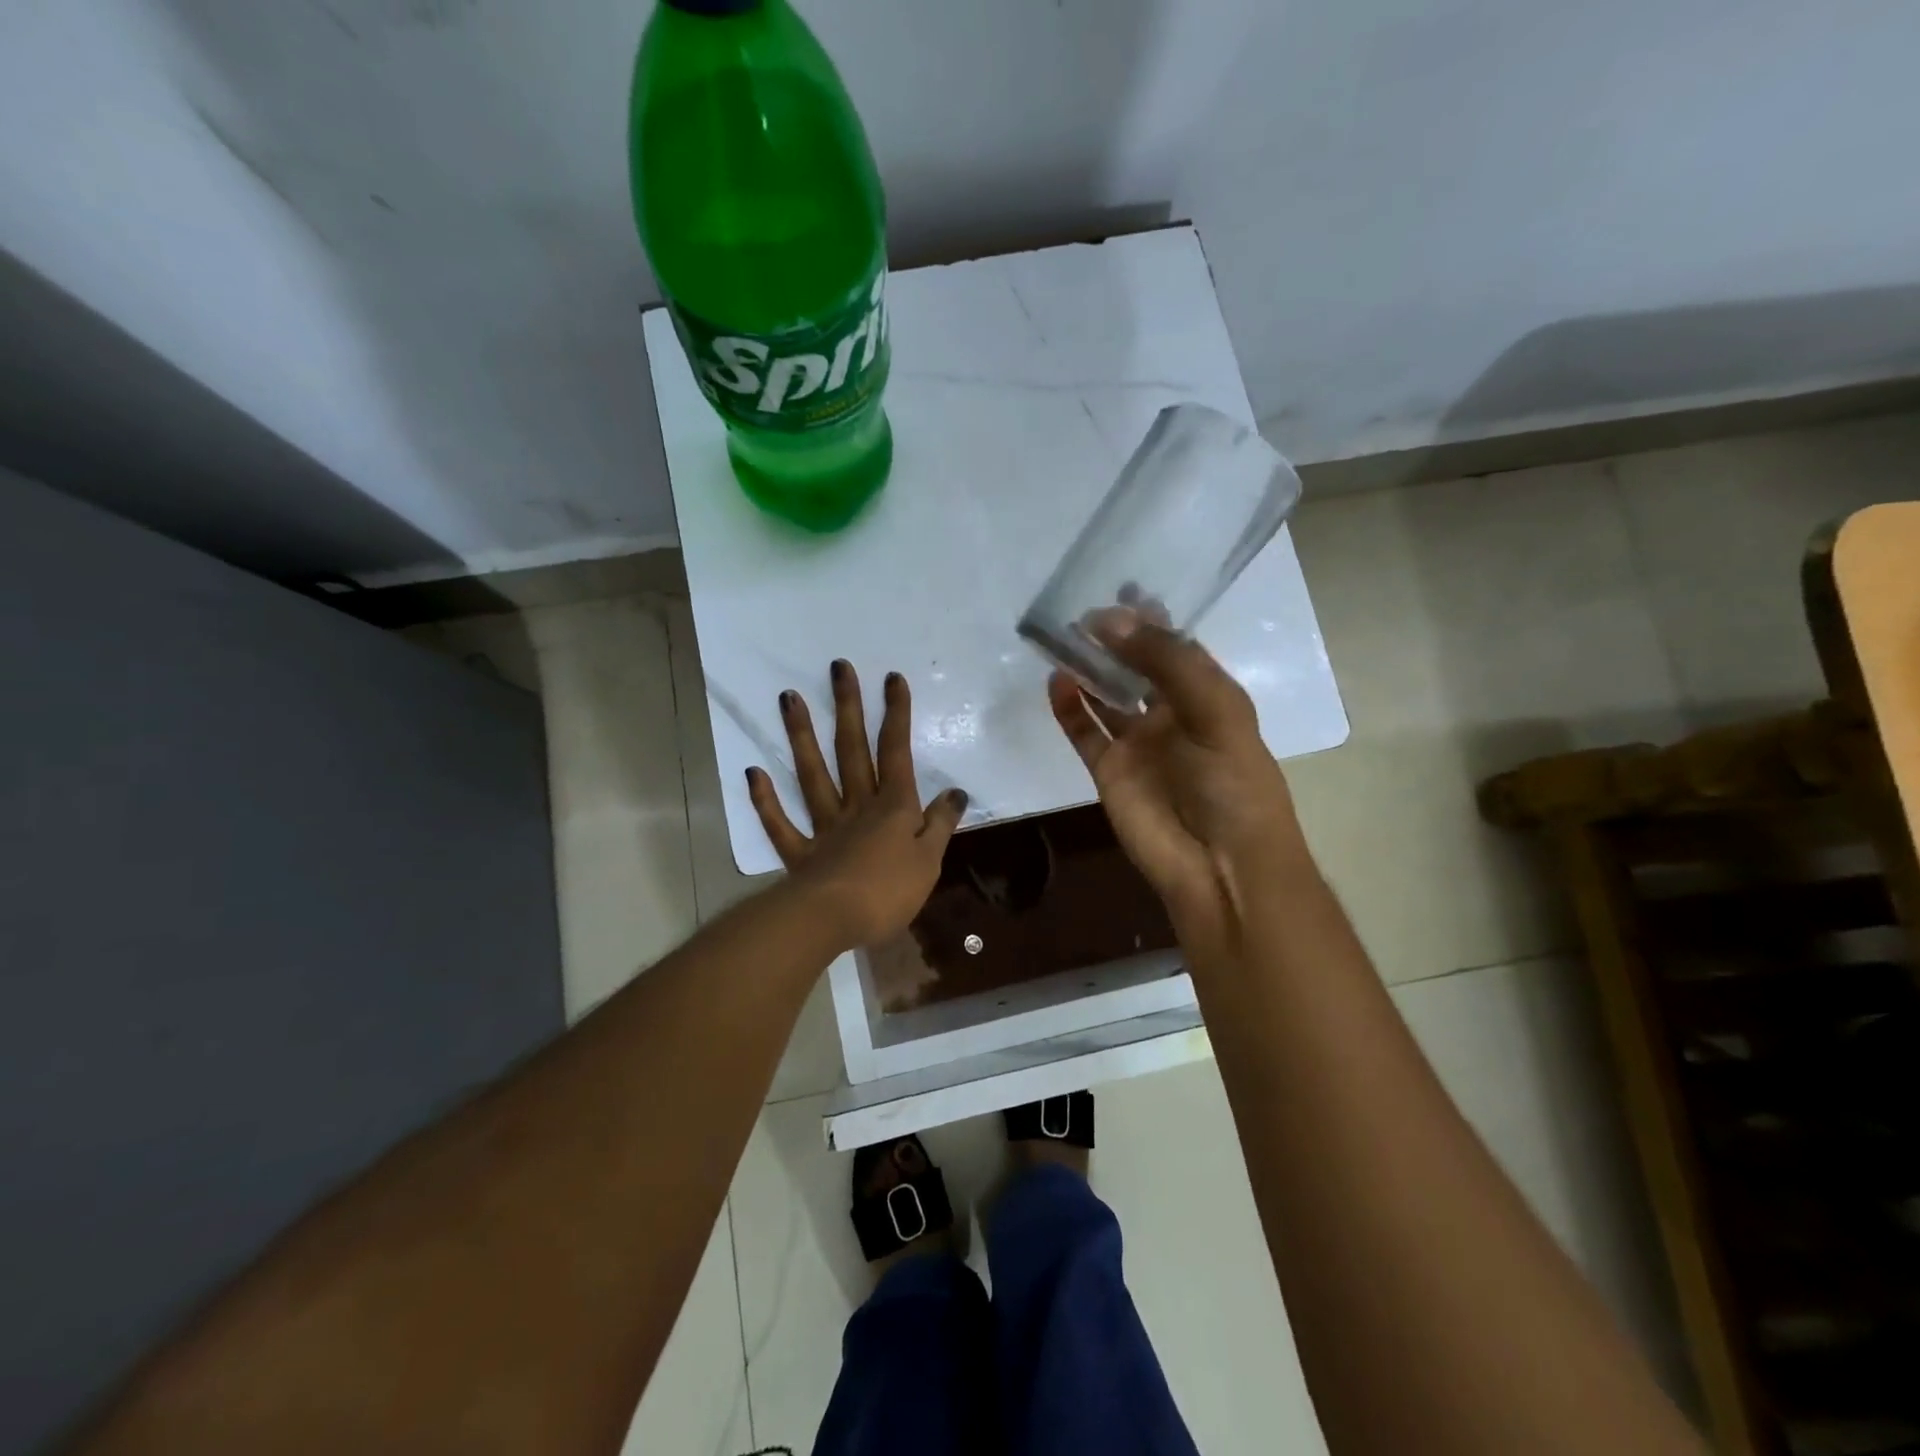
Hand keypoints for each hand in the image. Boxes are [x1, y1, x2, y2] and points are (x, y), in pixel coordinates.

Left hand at [748, 660, 967, 950]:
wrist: (835, 920)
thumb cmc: (890, 891)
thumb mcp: (930, 860)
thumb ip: (940, 824)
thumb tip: (956, 792)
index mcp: (892, 807)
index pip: (896, 752)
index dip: (896, 714)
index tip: (891, 678)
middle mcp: (857, 806)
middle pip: (852, 750)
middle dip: (848, 708)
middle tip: (837, 668)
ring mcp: (824, 827)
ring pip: (812, 775)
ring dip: (801, 736)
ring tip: (789, 698)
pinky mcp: (800, 854)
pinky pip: (780, 824)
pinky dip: (765, 800)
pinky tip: (754, 772)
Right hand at [1047, 620, 1306, 962]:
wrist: (1220, 864)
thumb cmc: (1232, 782)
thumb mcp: (1213, 710)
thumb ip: (1165, 662)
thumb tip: (1107, 621)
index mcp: (1206, 695)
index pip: (1176, 646)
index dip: (1151, 618)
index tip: (1120, 589)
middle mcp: (1170, 713)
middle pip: (1135, 666)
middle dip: (1112, 638)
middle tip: (1080, 610)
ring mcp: (1137, 742)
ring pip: (1105, 694)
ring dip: (1086, 667)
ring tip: (1060, 636)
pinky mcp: (1107, 769)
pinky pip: (1083, 730)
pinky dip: (1068, 707)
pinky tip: (1055, 681)